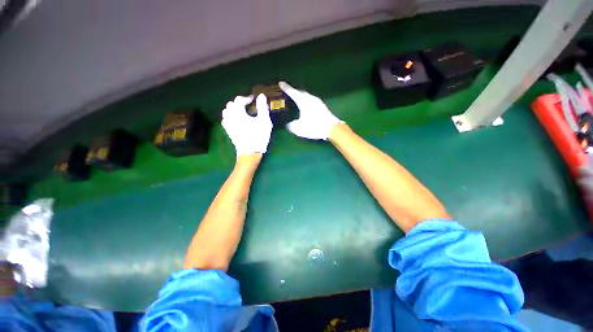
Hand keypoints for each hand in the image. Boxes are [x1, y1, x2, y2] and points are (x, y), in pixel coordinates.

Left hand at [222, 94, 272, 155]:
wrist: (250, 152)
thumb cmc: (259, 136)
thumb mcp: (264, 121)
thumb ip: (262, 108)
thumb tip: (261, 96)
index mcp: (239, 113)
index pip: (239, 100)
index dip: (246, 97)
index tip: (253, 100)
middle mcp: (231, 117)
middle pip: (230, 105)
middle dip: (238, 103)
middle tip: (247, 106)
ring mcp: (228, 125)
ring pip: (226, 112)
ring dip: (233, 110)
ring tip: (241, 112)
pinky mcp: (229, 132)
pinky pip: (225, 120)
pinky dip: (230, 117)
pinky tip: (236, 121)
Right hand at [279, 81, 342, 139]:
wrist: (332, 129)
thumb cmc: (315, 127)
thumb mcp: (300, 129)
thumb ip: (292, 126)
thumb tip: (289, 124)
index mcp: (304, 102)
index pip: (293, 92)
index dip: (286, 88)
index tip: (280, 83)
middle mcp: (311, 99)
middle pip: (301, 93)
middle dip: (294, 92)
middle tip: (288, 92)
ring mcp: (318, 102)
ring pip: (307, 96)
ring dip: (301, 96)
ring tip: (296, 99)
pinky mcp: (322, 106)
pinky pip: (311, 100)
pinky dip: (306, 101)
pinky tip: (305, 106)